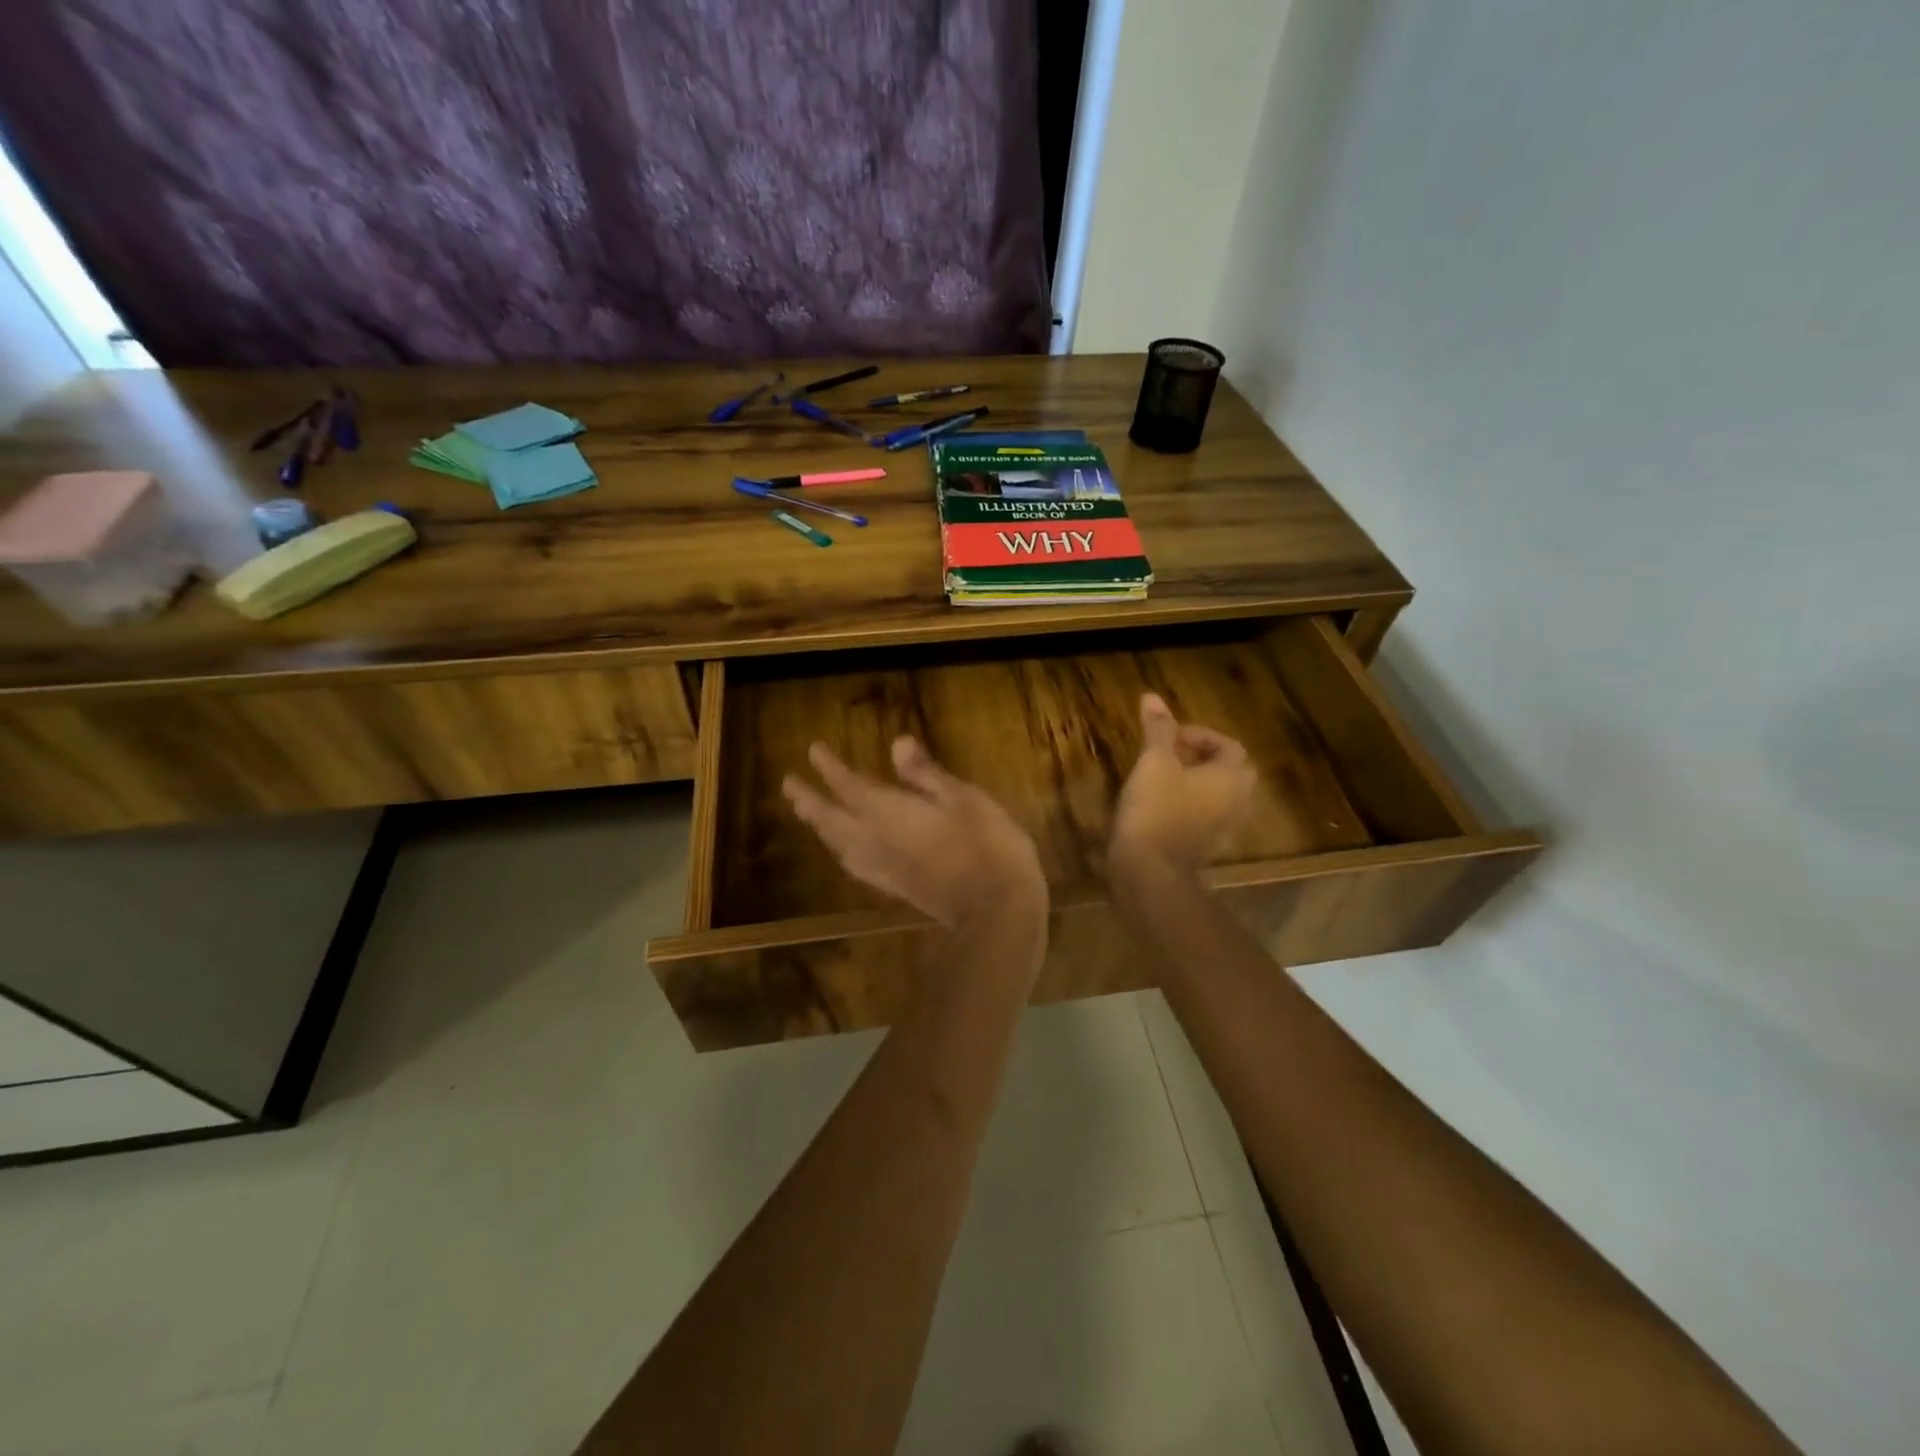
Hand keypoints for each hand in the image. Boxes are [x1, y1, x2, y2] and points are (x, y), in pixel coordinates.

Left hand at [784, 737, 1047, 932]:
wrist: (996, 910)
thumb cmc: (987, 845)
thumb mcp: (963, 798)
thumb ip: (926, 773)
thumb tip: (896, 743)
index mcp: (889, 814)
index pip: (848, 786)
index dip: (829, 767)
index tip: (813, 749)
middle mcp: (875, 841)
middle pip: (831, 819)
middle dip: (809, 800)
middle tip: (789, 784)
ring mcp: (882, 868)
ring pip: (837, 844)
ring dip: (818, 825)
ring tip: (807, 813)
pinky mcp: (894, 887)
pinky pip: (853, 863)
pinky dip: (839, 849)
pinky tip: (844, 851)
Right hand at [1111, 693, 1256, 876]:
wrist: (1149, 871)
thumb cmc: (1156, 809)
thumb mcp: (1154, 762)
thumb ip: (1158, 729)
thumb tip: (1152, 697)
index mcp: (1230, 777)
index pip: (1230, 746)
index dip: (1202, 735)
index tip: (1172, 736)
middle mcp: (1235, 802)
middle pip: (1233, 772)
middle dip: (1206, 758)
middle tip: (1174, 754)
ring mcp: (1223, 829)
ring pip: (1221, 797)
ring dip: (1200, 783)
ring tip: (1168, 778)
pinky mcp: (1205, 848)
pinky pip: (1207, 818)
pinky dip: (1192, 806)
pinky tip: (1163, 806)